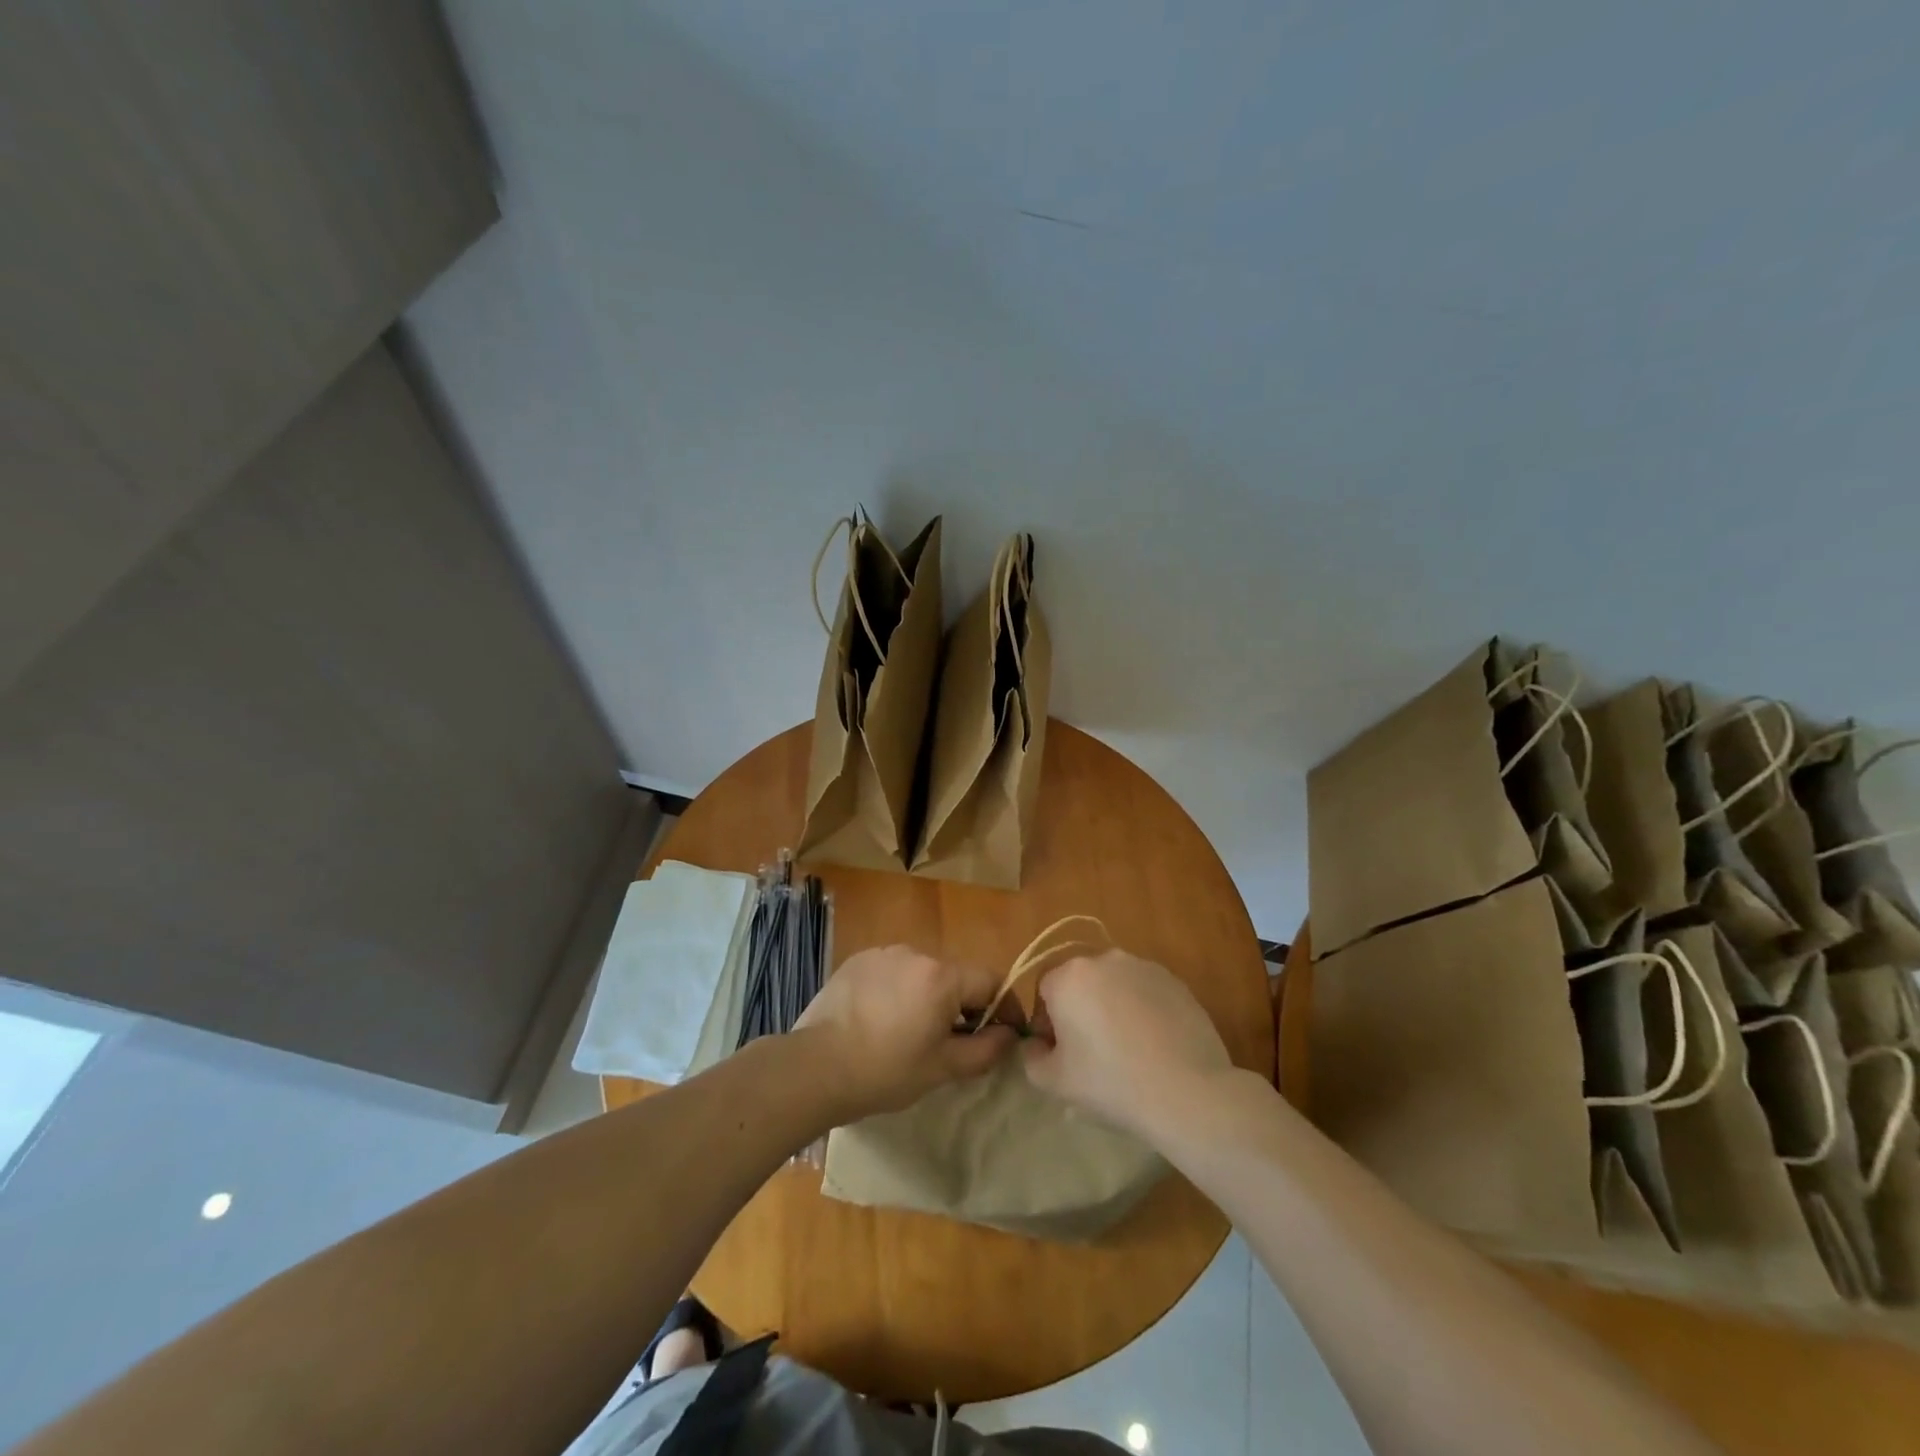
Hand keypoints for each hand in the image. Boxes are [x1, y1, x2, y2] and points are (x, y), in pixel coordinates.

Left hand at [794, 945, 1015, 1119]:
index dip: (1003, 1007)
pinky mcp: (858, 960)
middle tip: (953, 1042)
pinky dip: (898, 990)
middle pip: (956, 975)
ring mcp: (884, 953)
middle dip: (963, 1004)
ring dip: (929, 996)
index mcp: (942, 976)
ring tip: (911, 1032)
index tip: (1001, 1035)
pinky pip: (893, 971)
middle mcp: (916, 953)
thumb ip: (986, 1049)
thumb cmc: (886, 1071)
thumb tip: (1009, 1035)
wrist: (815, 1067)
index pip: (991, 980)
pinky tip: (881, 1020)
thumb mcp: (943, 1068)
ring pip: (923, 972)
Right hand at [1019, 950, 1233, 1137]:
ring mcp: (1143, 967)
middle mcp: (1104, 959)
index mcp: (1069, 976)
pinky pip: (1145, 992)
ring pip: (1114, 984)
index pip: (1044, 990)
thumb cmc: (1111, 1082)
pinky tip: (1154, 1046)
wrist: (1187, 1091)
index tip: (1061, 1053)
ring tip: (1127, 1050)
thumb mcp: (1054, 1081)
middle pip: (1080, 982)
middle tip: (1092, 1053)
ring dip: (1112, 1008)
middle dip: (1080, 1010)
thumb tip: (1037, 1044)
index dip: (1047, 1022)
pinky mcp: (1175, 981)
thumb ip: (1031, 1057)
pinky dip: (1143, 1011)